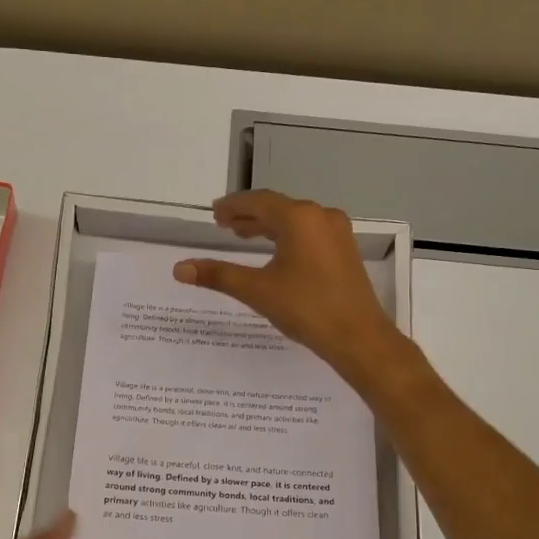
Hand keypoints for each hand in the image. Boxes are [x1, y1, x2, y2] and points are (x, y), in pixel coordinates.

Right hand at [173, 190, 411, 388]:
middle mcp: (320, 217)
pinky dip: (286, 237)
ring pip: (294, 221)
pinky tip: (275, 252)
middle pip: (277, 208)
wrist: (358, 337)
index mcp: (299, 218)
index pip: (258, 201)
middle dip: (249, 215)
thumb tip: (180, 269)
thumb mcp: (256, 290)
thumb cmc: (306, 308)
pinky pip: (309, 233)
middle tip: (223, 224)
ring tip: (242, 236)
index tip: (214, 213)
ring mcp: (337, 233)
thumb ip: (218, 275)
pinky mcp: (344, 251)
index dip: (233, 206)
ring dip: (267, 226)